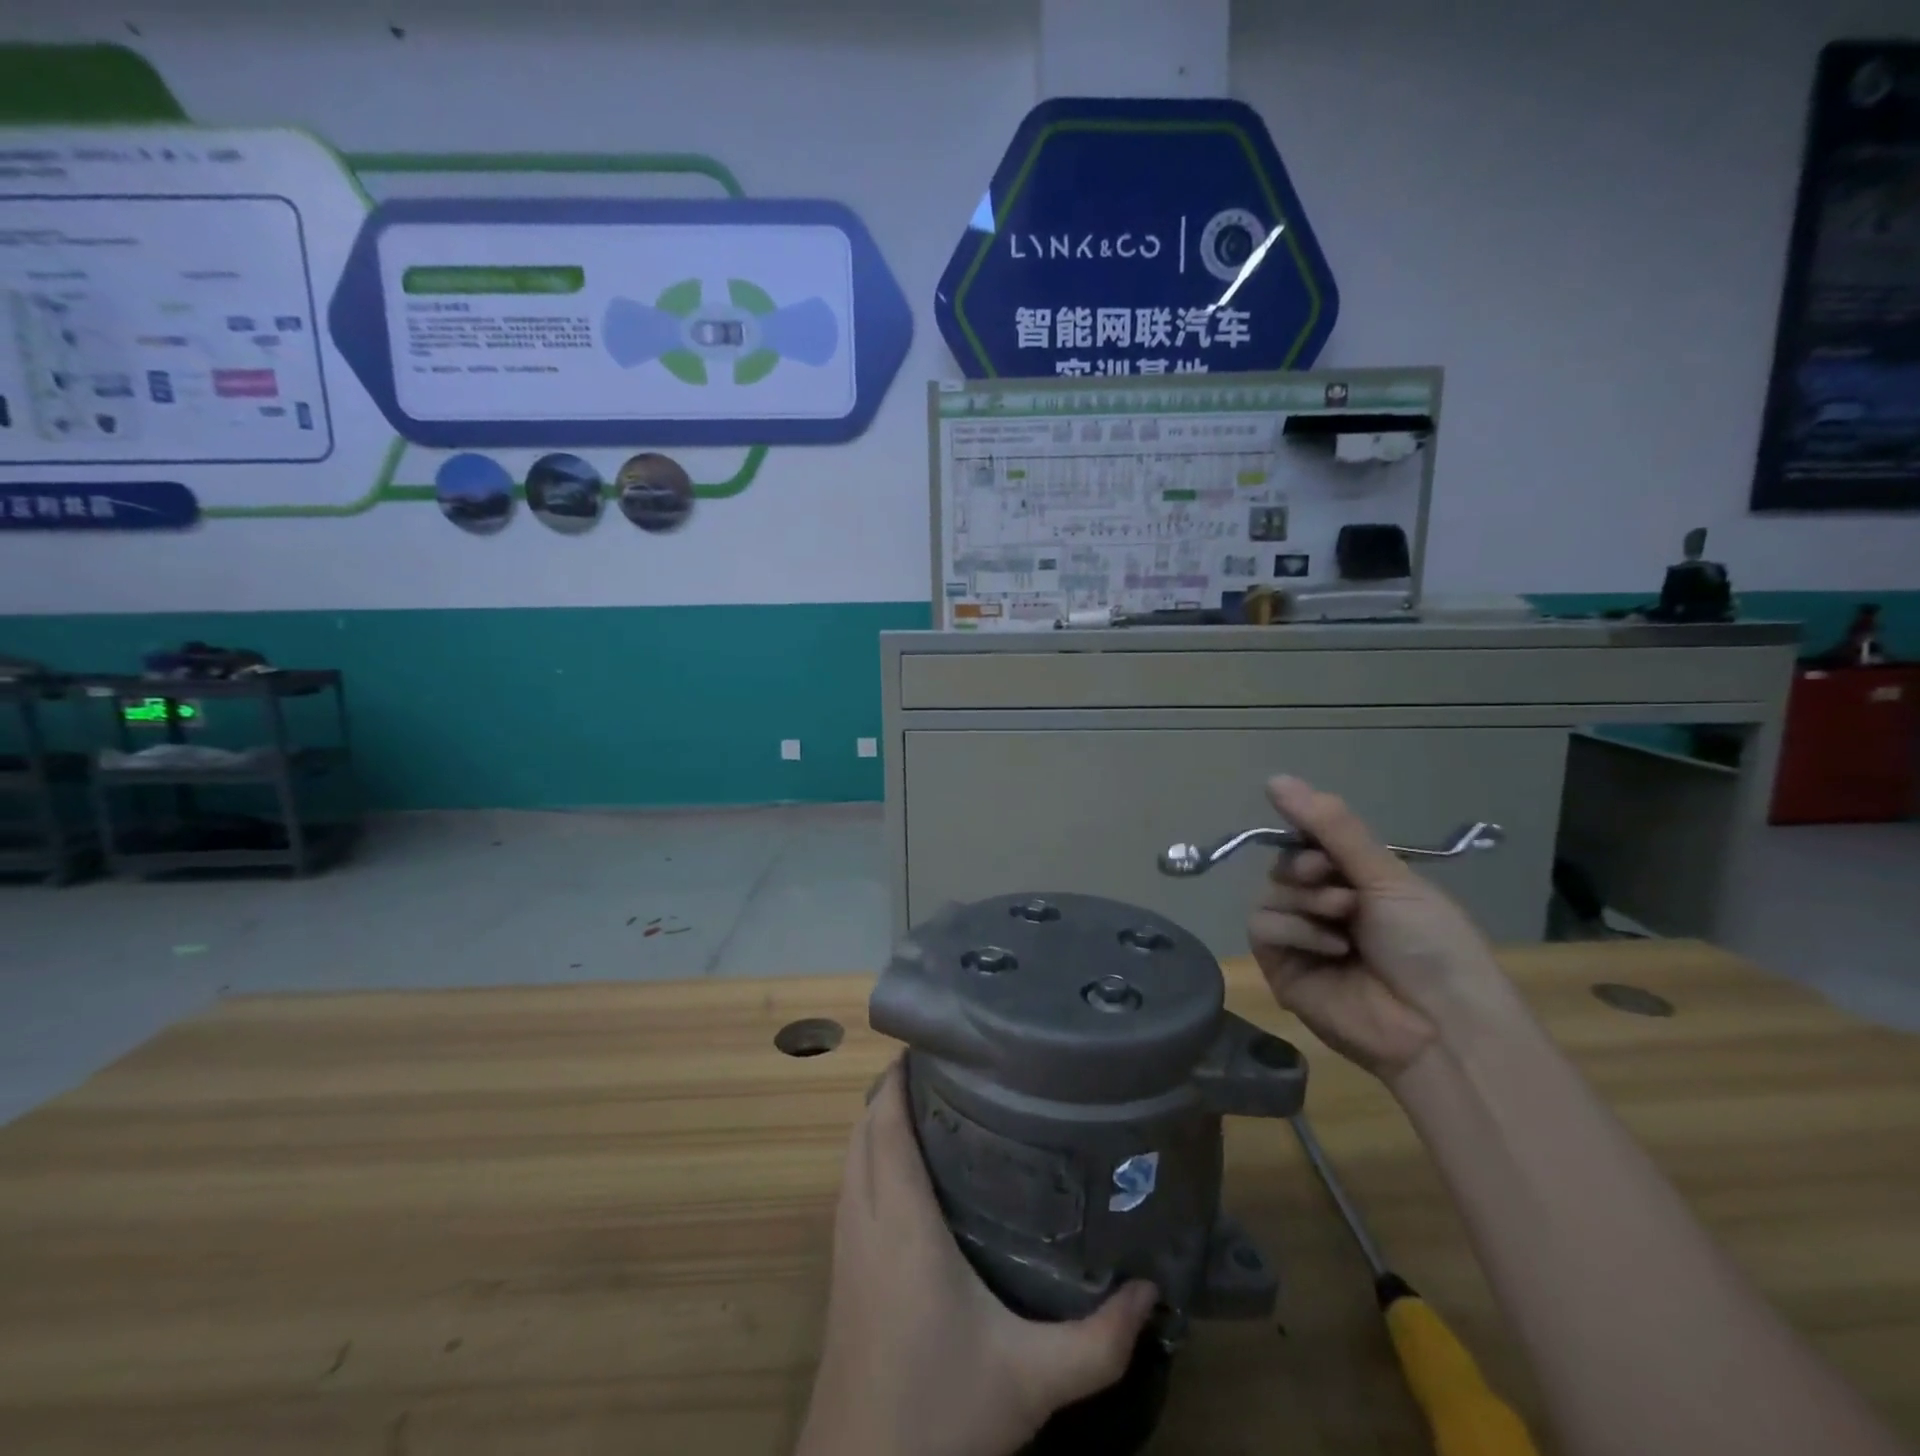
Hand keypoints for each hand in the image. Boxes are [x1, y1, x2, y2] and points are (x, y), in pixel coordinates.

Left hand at [796, 1064, 1157, 1455]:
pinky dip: (870, 1158)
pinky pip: (849, 1187)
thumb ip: (1097, 1340)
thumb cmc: (939, 1417)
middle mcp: (864, 1220)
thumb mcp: (1030, 1381)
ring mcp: (844, 1247)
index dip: (901, 1076)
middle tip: (949, 1069)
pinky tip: (908, 1176)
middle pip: (864, 1128)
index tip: (937, 1043)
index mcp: (901, 1223)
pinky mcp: (840, 1274)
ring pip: (851, 1156)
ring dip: (878, 1122)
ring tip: (932, 1105)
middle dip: (894, 1088)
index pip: (887, 1123)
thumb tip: (1151, 1291)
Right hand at [1247, 776, 1509, 1082]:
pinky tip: (1330, 948)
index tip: (1323, 844)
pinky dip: (1294, 931)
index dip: (1306, 836)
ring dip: (1306, 901)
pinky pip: (1263, 928)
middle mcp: (1325, 908)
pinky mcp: (1282, 969)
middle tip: (1342, 890)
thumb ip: (1331, 828)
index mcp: (1357, 884)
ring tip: (1344, 921)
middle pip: (1284, 867)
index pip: (1308, 844)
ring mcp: (1301, 940)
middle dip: (1307, 871)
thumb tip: (1275, 778)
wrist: (1441, 1025)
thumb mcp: (1388, 876)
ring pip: (1269, 894)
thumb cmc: (1430, 945)